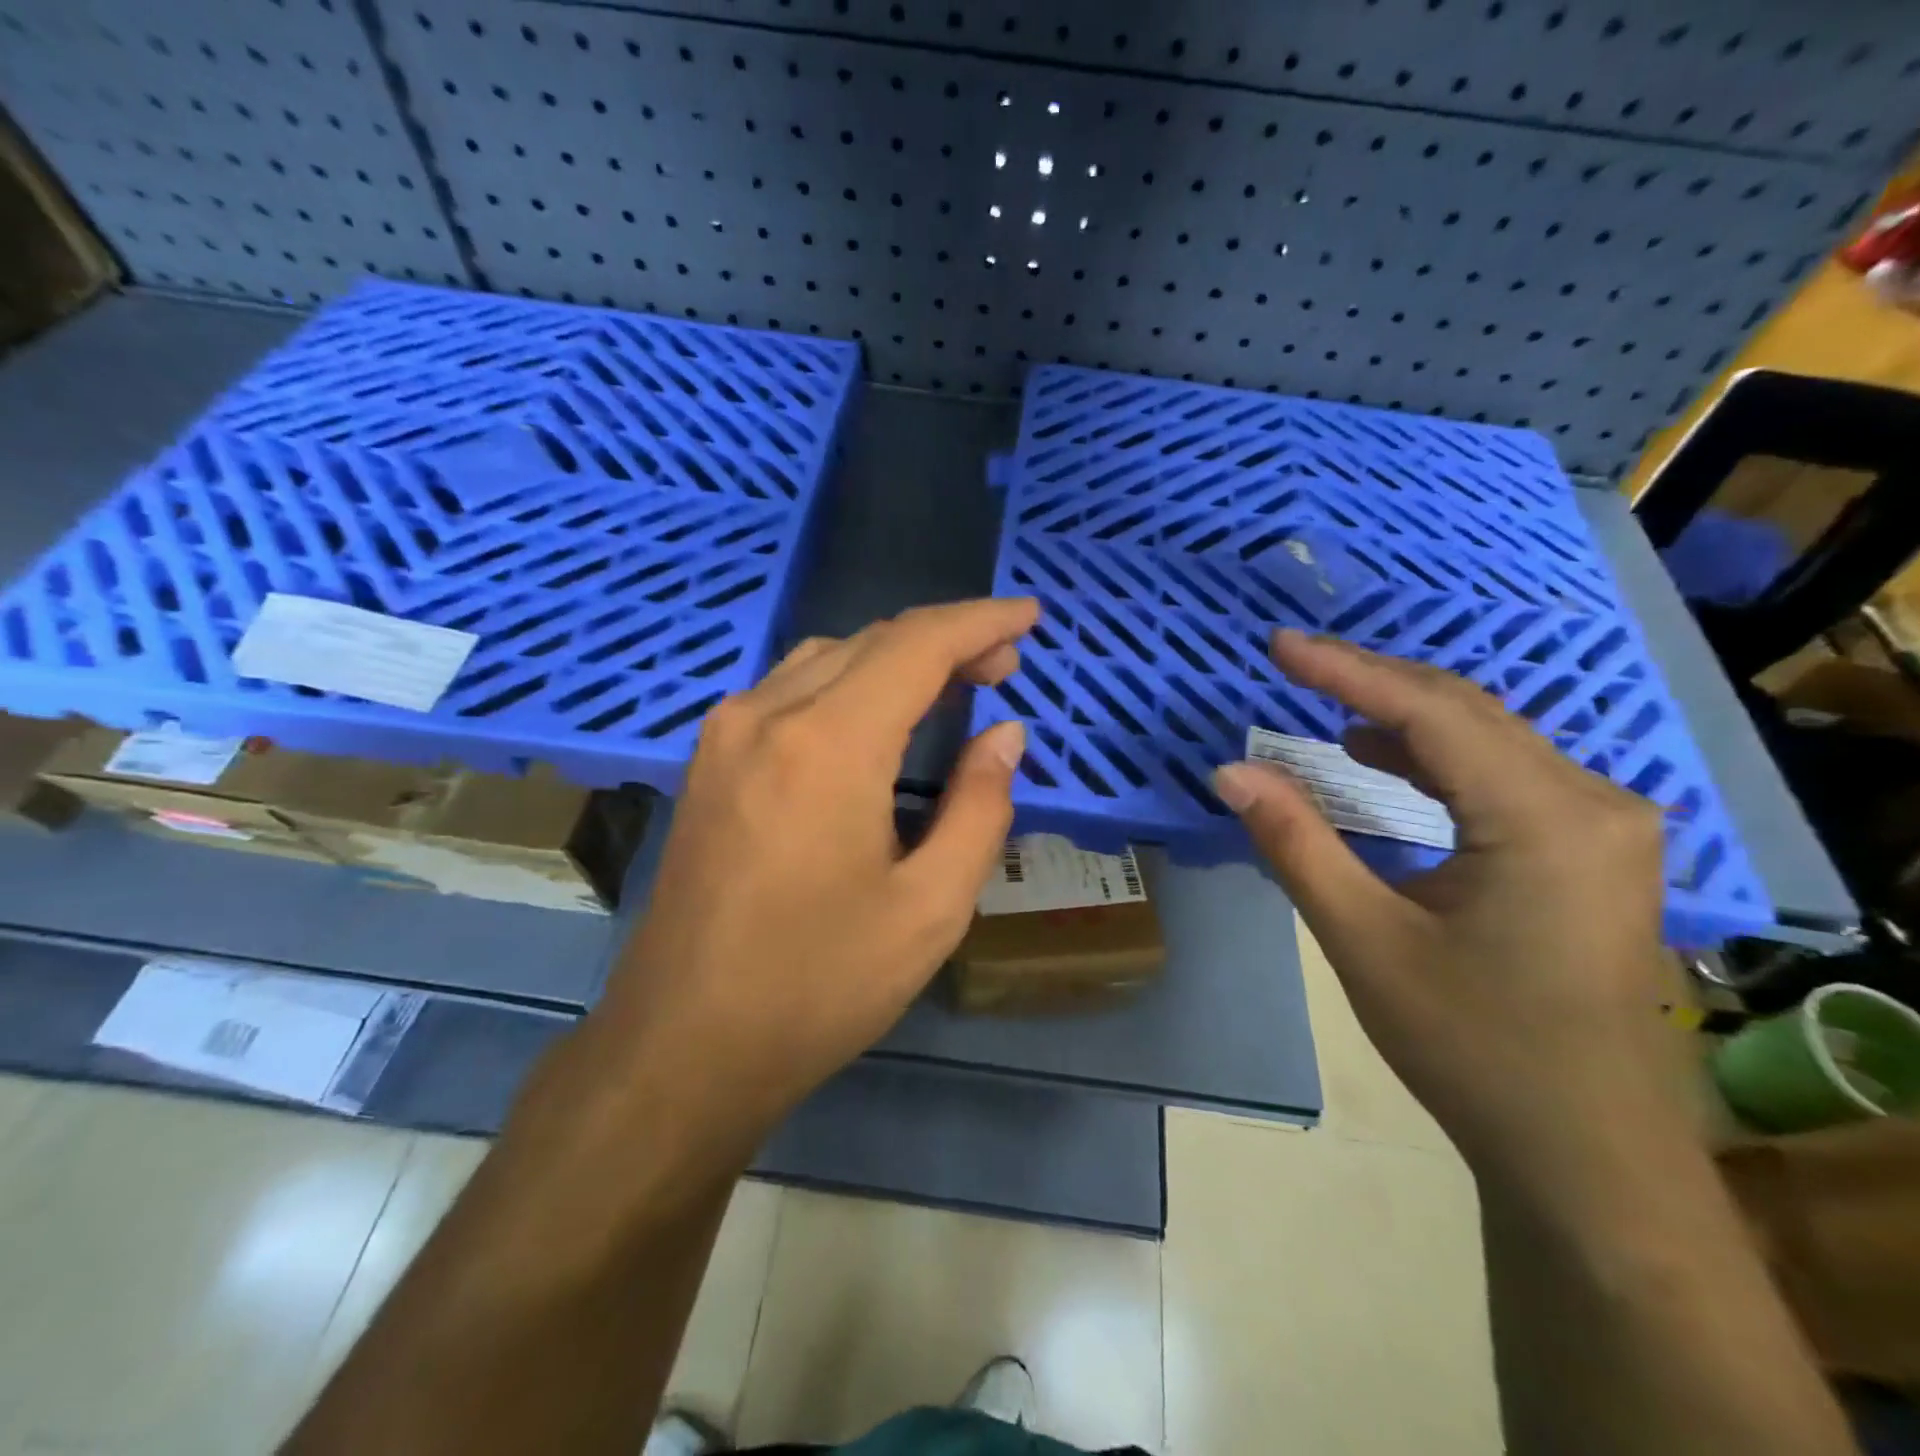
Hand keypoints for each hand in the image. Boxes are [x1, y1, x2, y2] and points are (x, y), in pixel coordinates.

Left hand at [596, 598, 1037, 1138]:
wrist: (682, 1044)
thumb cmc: (818, 986)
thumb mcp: (930, 908)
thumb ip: (979, 807)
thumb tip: (1004, 736)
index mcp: (827, 744)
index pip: (917, 644)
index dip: (980, 621)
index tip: (1029, 616)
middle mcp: (767, 714)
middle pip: (872, 640)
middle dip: (946, 639)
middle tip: (1002, 668)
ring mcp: (725, 733)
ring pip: (827, 657)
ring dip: (895, 657)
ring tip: (950, 687)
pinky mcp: (708, 761)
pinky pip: (789, 688)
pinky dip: (849, 682)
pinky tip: (876, 718)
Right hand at [1214, 630, 1682, 1182]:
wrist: (1586, 1154)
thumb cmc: (1473, 1047)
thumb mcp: (1365, 941)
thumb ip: (1296, 843)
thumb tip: (1230, 771)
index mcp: (1546, 820)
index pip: (1431, 714)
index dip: (1346, 671)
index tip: (1278, 646)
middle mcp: (1593, 802)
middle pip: (1467, 713)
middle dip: (1371, 682)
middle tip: (1291, 662)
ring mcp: (1603, 825)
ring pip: (1487, 739)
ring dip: (1401, 718)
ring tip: (1323, 706)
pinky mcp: (1592, 849)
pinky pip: (1504, 774)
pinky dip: (1434, 758)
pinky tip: (1382, 760)